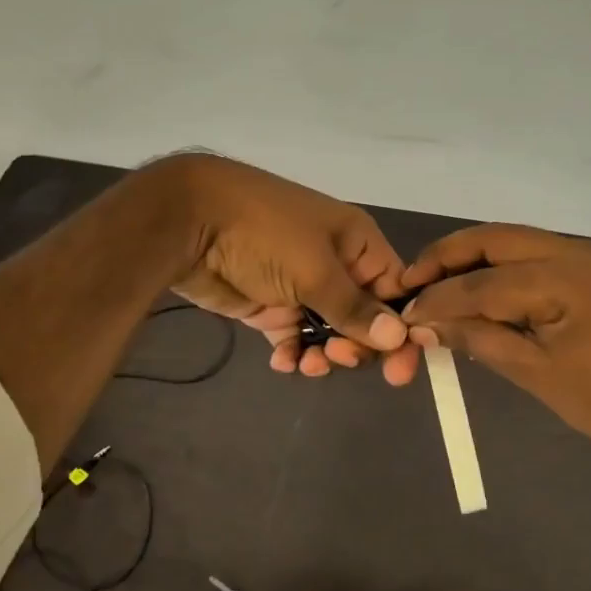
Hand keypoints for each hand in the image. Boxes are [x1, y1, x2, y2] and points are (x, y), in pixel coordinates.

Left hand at [158, 154, 412, 377]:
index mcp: (357, 243)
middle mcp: (335, 264)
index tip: (399, 370)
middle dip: (359, 344)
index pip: (395, 291)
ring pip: (331, 332)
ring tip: (309, 364)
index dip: (400, 329)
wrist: (190, 220)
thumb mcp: (316, 269)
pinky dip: (294, 353)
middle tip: (339, 357)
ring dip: (326, 354)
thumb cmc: (266, 234)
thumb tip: (399, 338)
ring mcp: (301, 286)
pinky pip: (294, 337)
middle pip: (365, 317)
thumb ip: (355, 308)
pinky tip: (284, 362)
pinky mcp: (270, 305)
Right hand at [395, 224, 590, 463]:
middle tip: (410, 281)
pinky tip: (474, 289)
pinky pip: (531, 257)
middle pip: (494, 240)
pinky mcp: (589, 269)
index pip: (484, 281)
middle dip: (448, 257)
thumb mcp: (535, 372)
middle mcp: (576, 251)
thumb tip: (423, 325)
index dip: (440, 297)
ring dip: (470, 260)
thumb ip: (477, 338)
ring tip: (433, 284)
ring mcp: (585, 256)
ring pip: (511, 243)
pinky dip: (497, 269)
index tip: (404, 312)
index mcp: (566, 276)